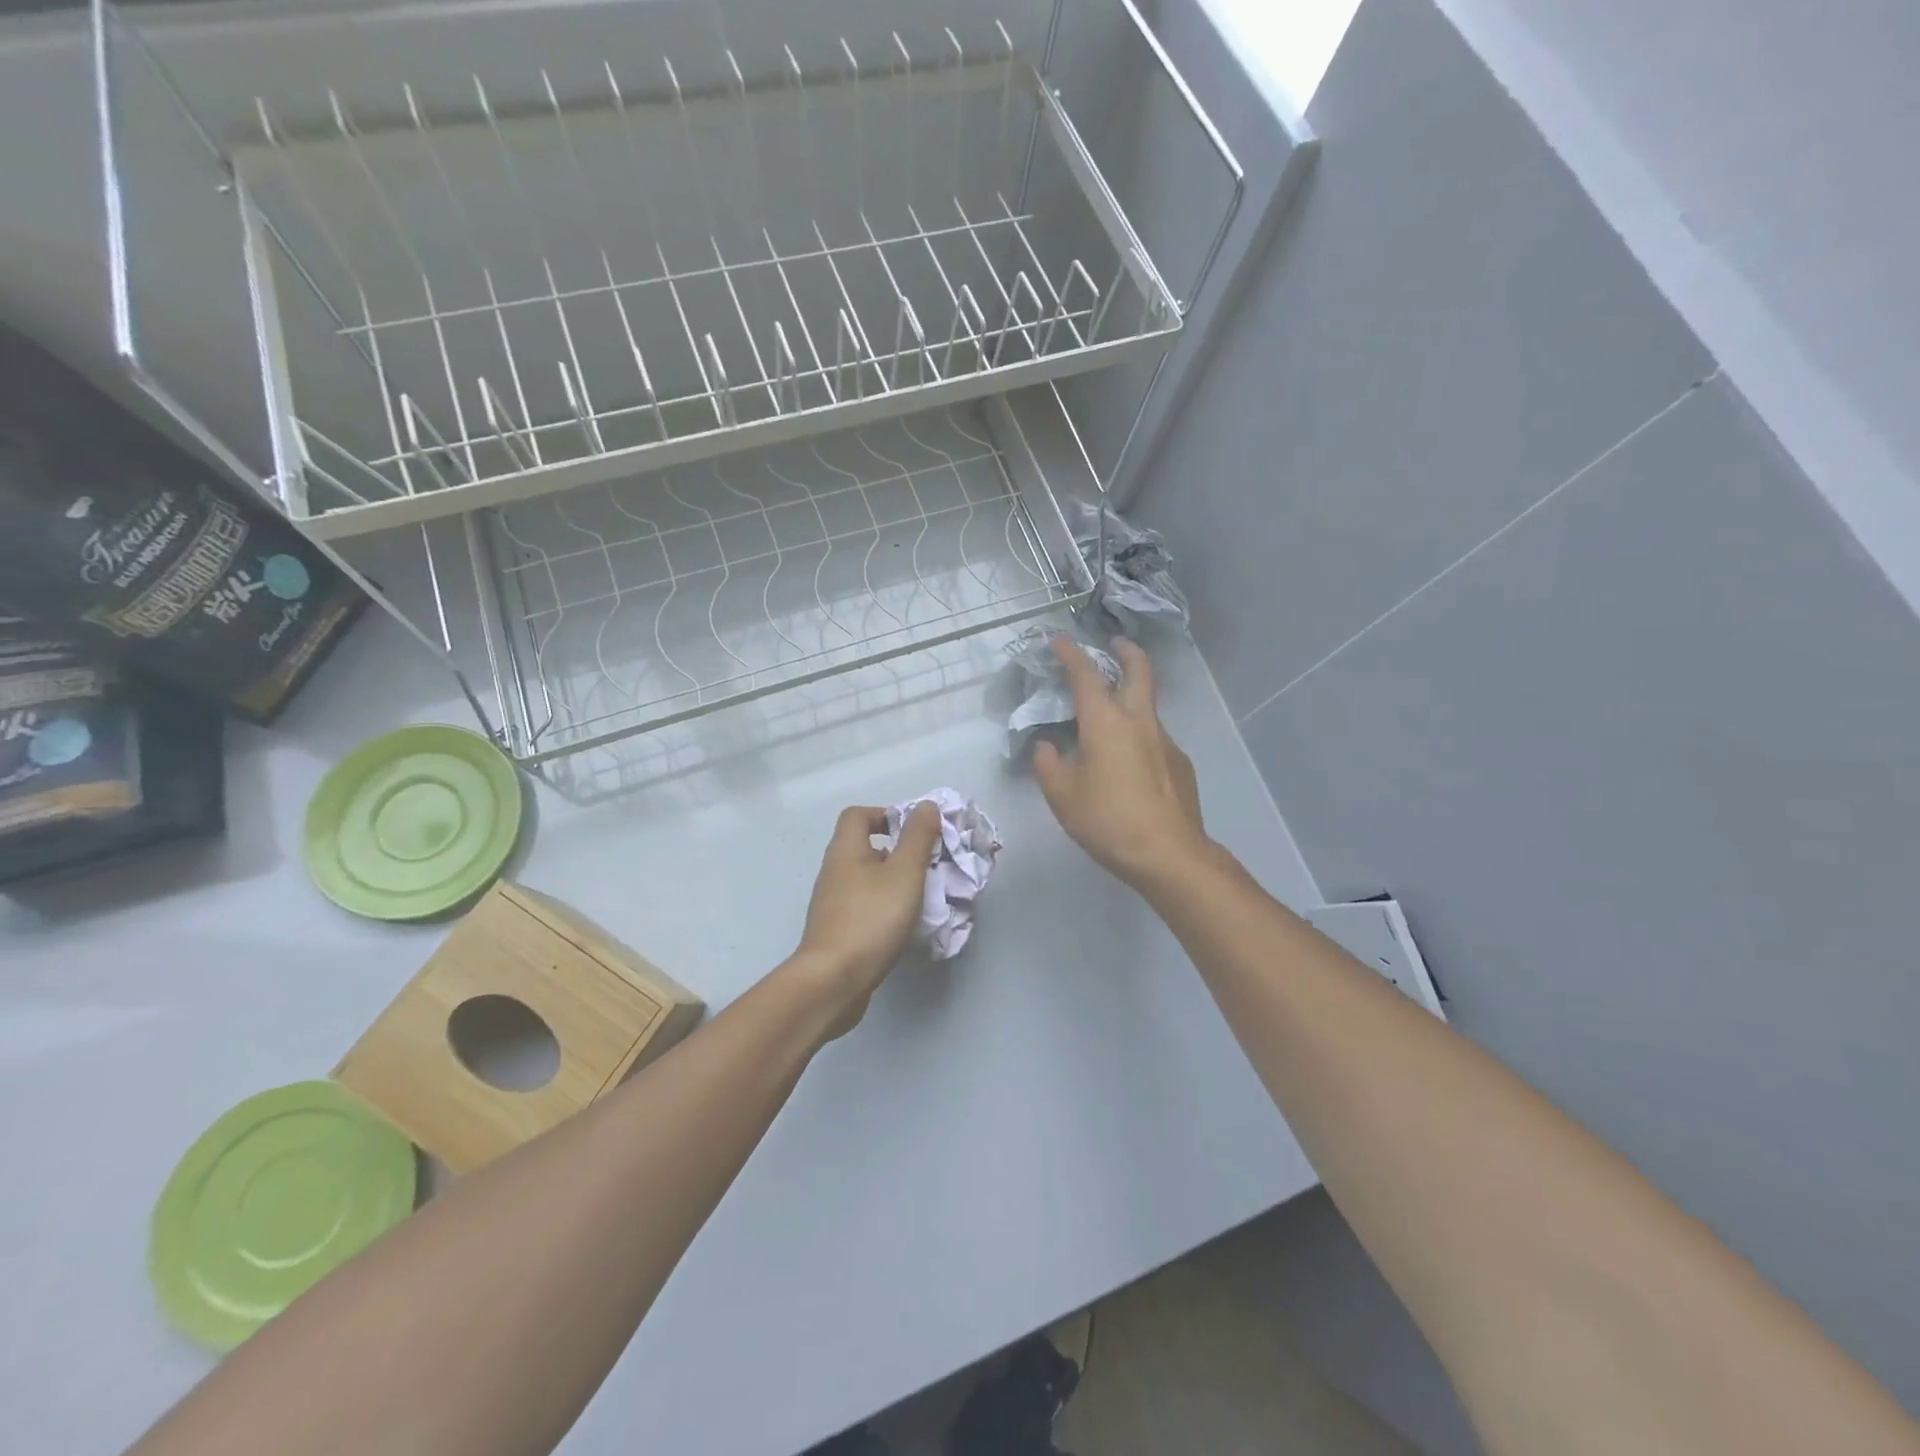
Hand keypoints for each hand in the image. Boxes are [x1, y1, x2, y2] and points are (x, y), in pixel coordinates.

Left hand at [792, 803, 943, 1034]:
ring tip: (919, 895)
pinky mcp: (836, 929)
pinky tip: (901, 924)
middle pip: (863, 846)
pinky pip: (863, 905)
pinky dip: (883, 906)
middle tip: (925, 865)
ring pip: (865, 878)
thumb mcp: (904, 874)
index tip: (915, 833)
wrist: (832, 981)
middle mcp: (834, 871)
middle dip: (896, 850)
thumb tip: (926, 806)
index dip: (886, 815)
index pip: (858, 815)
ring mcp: (832, 902)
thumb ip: (917, 838)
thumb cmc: (871, 920)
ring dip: (892, 881)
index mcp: (845, 850)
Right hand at [1033, 636, 1209, 889]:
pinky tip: (1129, 766)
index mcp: (1106, 723)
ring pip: (1148, 707)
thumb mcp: (1063, 796)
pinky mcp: (1180, 764)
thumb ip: (1049, 766)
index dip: (1071, 654)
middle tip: (1115, 644)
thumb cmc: (1108, 820)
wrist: (1169, 854)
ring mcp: (1165, 742)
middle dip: (1126, 651)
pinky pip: (1155, 739)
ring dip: (1132, 697)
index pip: (1086, 675)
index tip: (1059, 640)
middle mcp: (1139, 722)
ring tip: (1111, 720)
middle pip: (1139, 671)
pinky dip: (1139, 737)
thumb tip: (1047, 747)